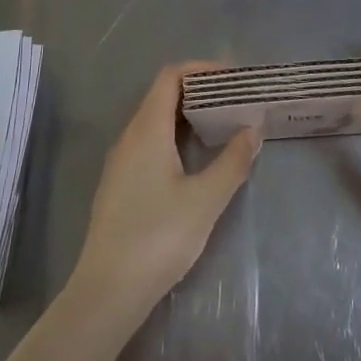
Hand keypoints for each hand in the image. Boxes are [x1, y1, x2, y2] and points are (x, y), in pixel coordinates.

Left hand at [69, 61, 260, 322]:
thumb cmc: (158, 237)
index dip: (202, 69)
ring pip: (156, 120)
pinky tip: (196, 159)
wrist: (108, 291)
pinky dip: (176, 136)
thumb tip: (253, 127)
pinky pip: (150, 142)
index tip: (233, 77)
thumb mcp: (205, 199)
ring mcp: (121, 161)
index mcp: (147, 130)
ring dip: (188, 115)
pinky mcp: (120, 184)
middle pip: (163, 95)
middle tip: (235, 100)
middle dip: (200, 90)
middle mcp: (129, 137)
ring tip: (223, 125)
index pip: (171, 76)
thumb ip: (233, 160)